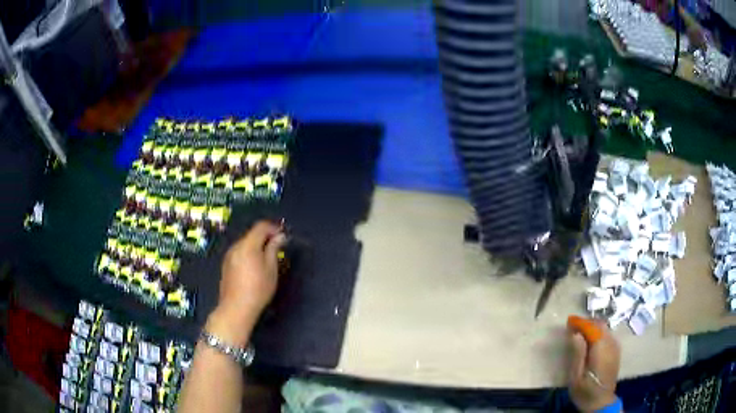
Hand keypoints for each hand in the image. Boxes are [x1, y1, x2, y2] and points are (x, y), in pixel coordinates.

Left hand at [206, 221, 285, 346]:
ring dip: (257, 246)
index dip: (273, 228)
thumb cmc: (258, 289)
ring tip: (267, 259)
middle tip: (277, 248)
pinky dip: (248, 253)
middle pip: (252, 234)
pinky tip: (254, 267)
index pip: (261, 226)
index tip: (283, 237)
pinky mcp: (226, 264)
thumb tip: (280, 236)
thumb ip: (274, 249)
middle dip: (265, 237)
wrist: (236, 307)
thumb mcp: (271, 269)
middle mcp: (236, 246)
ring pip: (245, 243)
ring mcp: (229, 255)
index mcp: (248, 245)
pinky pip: (239, 252)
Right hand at [568, 320, 620, 411]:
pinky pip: (608, 335)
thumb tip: (575, 334)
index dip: (581, 323)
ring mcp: (615, 347)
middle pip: (600, 325)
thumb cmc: (585, 391)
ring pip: (605, 329)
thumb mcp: (576, 377)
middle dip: (587, 323)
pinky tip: (591, 340)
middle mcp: (611, 344)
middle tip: (573, 326)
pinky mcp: (616, 351)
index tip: (569, 321)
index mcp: (601, 349)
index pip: (592, 328)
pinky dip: (599, 333)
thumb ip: (577, 354)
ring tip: (580, 332)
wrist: (601, 402)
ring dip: (593, 327)